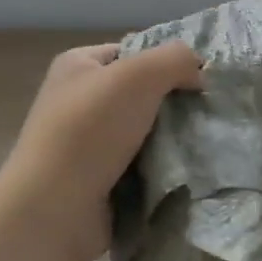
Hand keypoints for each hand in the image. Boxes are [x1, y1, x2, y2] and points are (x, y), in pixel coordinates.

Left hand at [0, 42, 203, 260]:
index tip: (201, 81)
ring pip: (144, 131)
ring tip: (202, 144)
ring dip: (172, 139)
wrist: (54, 209)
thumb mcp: (139, 75)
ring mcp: (85, 143)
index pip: (133, 51)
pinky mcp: (96, 179)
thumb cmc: (90, 131)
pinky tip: (183, 171)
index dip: (168, 61)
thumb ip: (176, 59)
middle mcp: (77, 100)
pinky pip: (140, 165)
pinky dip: (161, 168)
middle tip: (207, 114)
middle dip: (174, 103)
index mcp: (77, 65)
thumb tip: (199, 72)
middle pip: (142, 93)